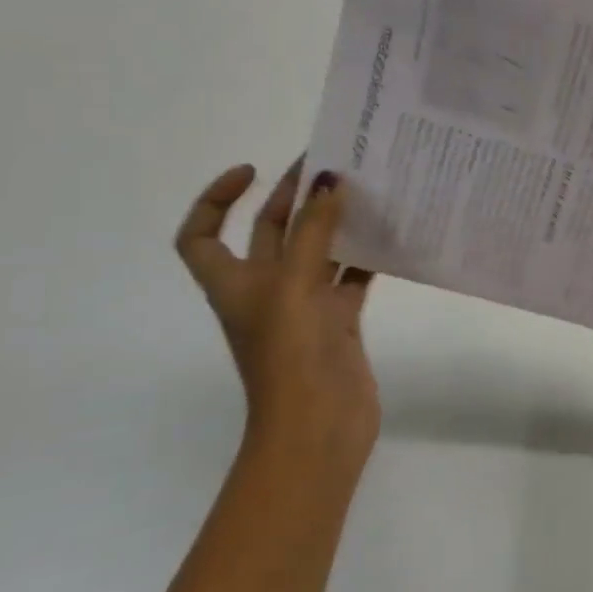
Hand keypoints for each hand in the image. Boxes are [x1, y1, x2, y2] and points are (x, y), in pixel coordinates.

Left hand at [176, 161, 379, 470]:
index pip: (201, 235)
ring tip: (366, 191)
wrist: (318, 426)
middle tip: (331, 164)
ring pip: (317, 251)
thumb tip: (329, 181)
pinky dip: (366, 256)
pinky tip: (391, 236)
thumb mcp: (293, 286)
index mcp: (235, 283)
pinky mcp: (339, 320)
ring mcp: (304, 307)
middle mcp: (266, 290)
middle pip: (271, 232)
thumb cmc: (290, 356)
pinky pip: (351, 277)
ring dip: (335, 223)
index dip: (215, 199)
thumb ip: (312, 232)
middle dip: (293, 197)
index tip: (252, 171)